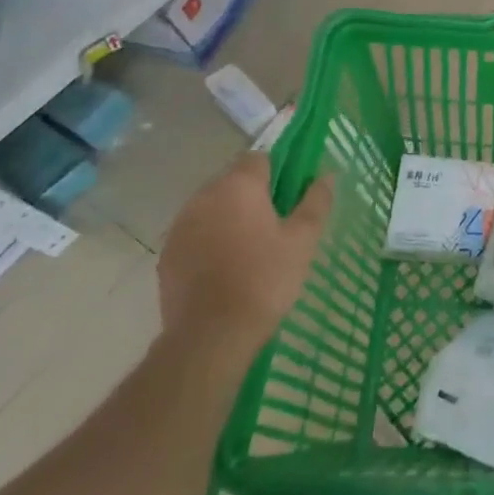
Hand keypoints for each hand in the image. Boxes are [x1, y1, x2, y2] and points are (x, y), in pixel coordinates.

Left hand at [158, 156, 330, 358]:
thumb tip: (326, 174)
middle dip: (253, 196)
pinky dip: (210, 240)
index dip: (277, 173)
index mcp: (238, 186)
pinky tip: (226, 268)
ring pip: (212, 207)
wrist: (210, 336)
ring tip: (250, 249)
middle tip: (276, 226)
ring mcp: (180, 226)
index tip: (291, 197)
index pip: (258, 158)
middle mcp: (204, 197)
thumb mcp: (303, 240)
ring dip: (230, 217)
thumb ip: (316, 202)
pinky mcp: (167, 254)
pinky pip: (195, 233)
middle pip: (233, 181)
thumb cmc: (264, 279)